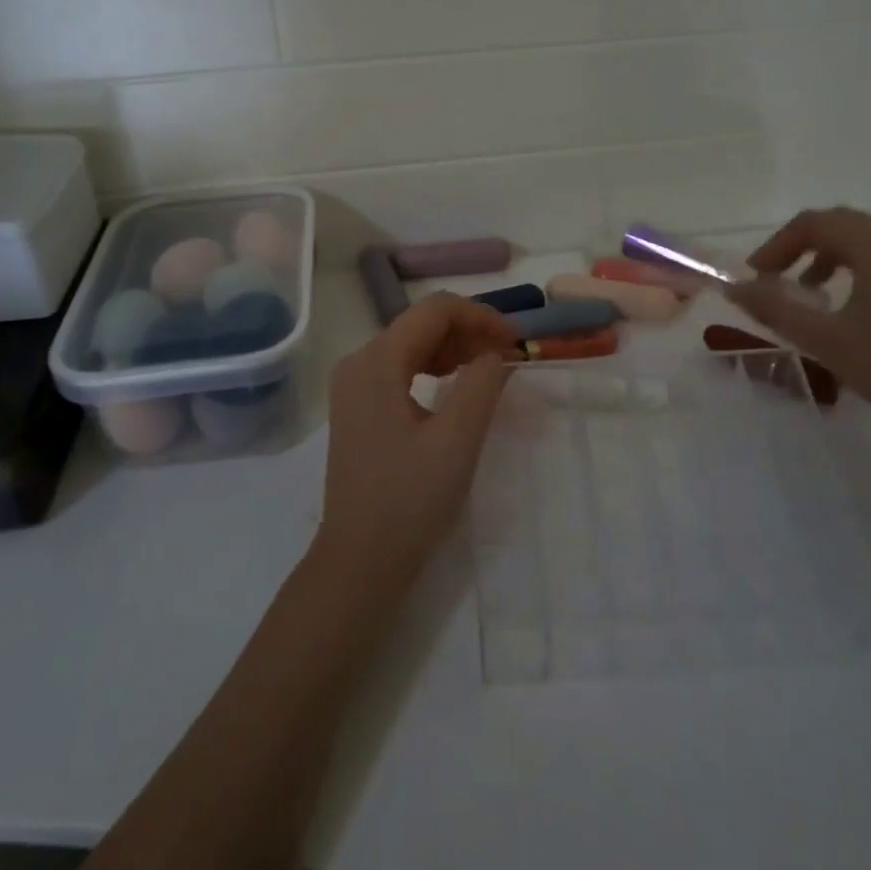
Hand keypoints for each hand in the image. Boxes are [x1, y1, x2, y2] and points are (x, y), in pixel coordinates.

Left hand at [315, 293, 514, 590]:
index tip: (516, 340)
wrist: (361, 559)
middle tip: (509, 356)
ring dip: (454, 349)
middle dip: (469, 331)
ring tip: (490, 370)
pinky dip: (434, 369)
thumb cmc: (410, 500)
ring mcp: (354, 385)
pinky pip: (401, 369)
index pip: (435, 310)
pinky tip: (457, 386)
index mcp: (377, 361)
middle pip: (421, 323)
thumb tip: (495, 351)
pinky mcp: (357, 407)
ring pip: (412, 345)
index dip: (481, 315)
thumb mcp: (458, 439)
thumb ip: (482, 382)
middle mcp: (359, 362)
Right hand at [729, 207, 870, 448]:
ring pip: (862, 243)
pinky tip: (841, 310)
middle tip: (773, 278)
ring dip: (824, 258)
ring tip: (804, 294)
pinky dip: (849, 271)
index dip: (777, 244)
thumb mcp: (825, 339)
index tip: (755, 277)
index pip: (816, 222)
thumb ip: (776, 309)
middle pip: (840, 225)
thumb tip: (736, 288)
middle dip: (799, 246)